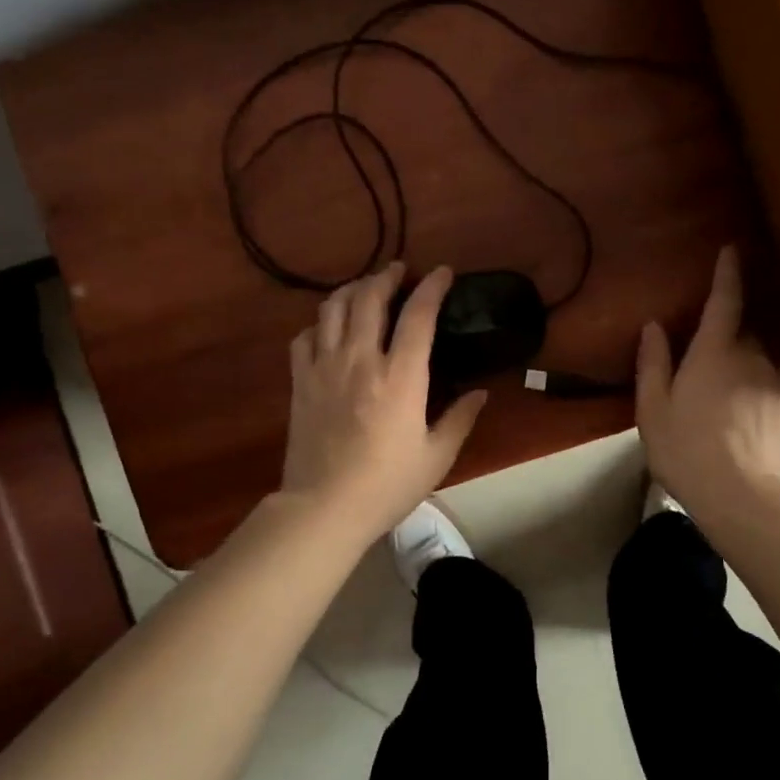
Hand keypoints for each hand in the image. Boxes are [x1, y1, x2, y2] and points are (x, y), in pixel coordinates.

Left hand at [282, 263, 487, 540]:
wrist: (324, 507)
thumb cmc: (387, 485)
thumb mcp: (437, 457)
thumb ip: (460, 419)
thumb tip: (480, 393)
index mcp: (400, 376)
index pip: (417, 315)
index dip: (432, 287)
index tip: (443, 272)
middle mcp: (360, 359)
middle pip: (369, 297)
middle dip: (386, 276)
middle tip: (400, 271)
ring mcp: (324, 367)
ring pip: (332, 308)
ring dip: (352, 289)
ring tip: (365, 288)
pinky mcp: (300, 382)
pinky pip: (305, 336)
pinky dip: (320, 323)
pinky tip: (330, 328)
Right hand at [636, 247, 779, 518]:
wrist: (740, 497)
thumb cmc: (685, 448)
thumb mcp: (652, 408)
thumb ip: (653, 363)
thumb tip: (655, 326)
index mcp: (714, 353)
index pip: (724, 302)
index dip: (727, 274)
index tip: (732, 249)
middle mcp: (753, 359)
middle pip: (742, 340)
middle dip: (727, 348)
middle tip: (706, 380)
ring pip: (760, 371)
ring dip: (744, 382)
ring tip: (725, 419)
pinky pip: (775, 399)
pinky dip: (761, 408)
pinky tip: (748, 437)